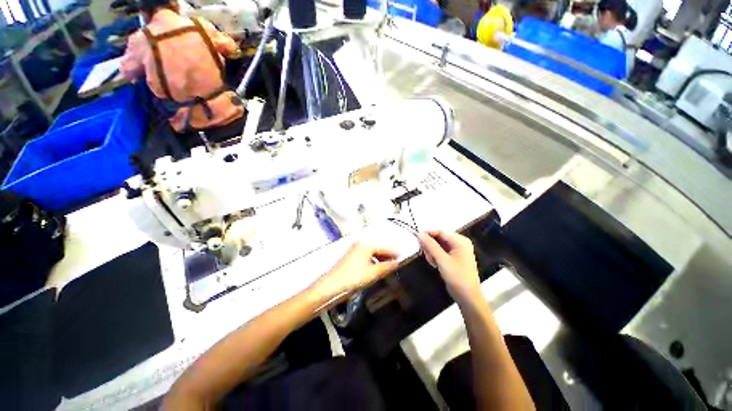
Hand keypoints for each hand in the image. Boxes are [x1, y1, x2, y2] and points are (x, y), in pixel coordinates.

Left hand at [311, 242, 398, 304]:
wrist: (330, 287)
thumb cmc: (351, 278)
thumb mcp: (372, 273)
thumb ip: (386, 267)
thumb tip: (397, 263)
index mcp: (366, 245)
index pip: (385, 247)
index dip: (395, 253)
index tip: (403, 258)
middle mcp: (360, 245)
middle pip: (378, 249)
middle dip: (388, 257)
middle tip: (397, 265)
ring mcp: (354, 250)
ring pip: (372, 253)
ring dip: (380, 260)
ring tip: (388, 269)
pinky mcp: (351, 257)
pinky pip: (366, 257)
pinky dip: (373, 262)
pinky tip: (376, 269)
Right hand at [417, 230, 480, 303]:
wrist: (468, 297)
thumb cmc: (457, 277)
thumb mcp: (442, 260)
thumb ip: (430, 246)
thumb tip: (419, 233)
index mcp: (460, 241)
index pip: (440, 231)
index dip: (427, 234)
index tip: (417, 239)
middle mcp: (459, 243)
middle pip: (438, 238)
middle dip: (430, 246)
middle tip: (426, 255)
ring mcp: (456, 250)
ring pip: (437, 245)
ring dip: (431, 252)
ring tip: (432, 262)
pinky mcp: (453, 257)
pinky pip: (440, 251)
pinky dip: (435, 256)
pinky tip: (435, 264)